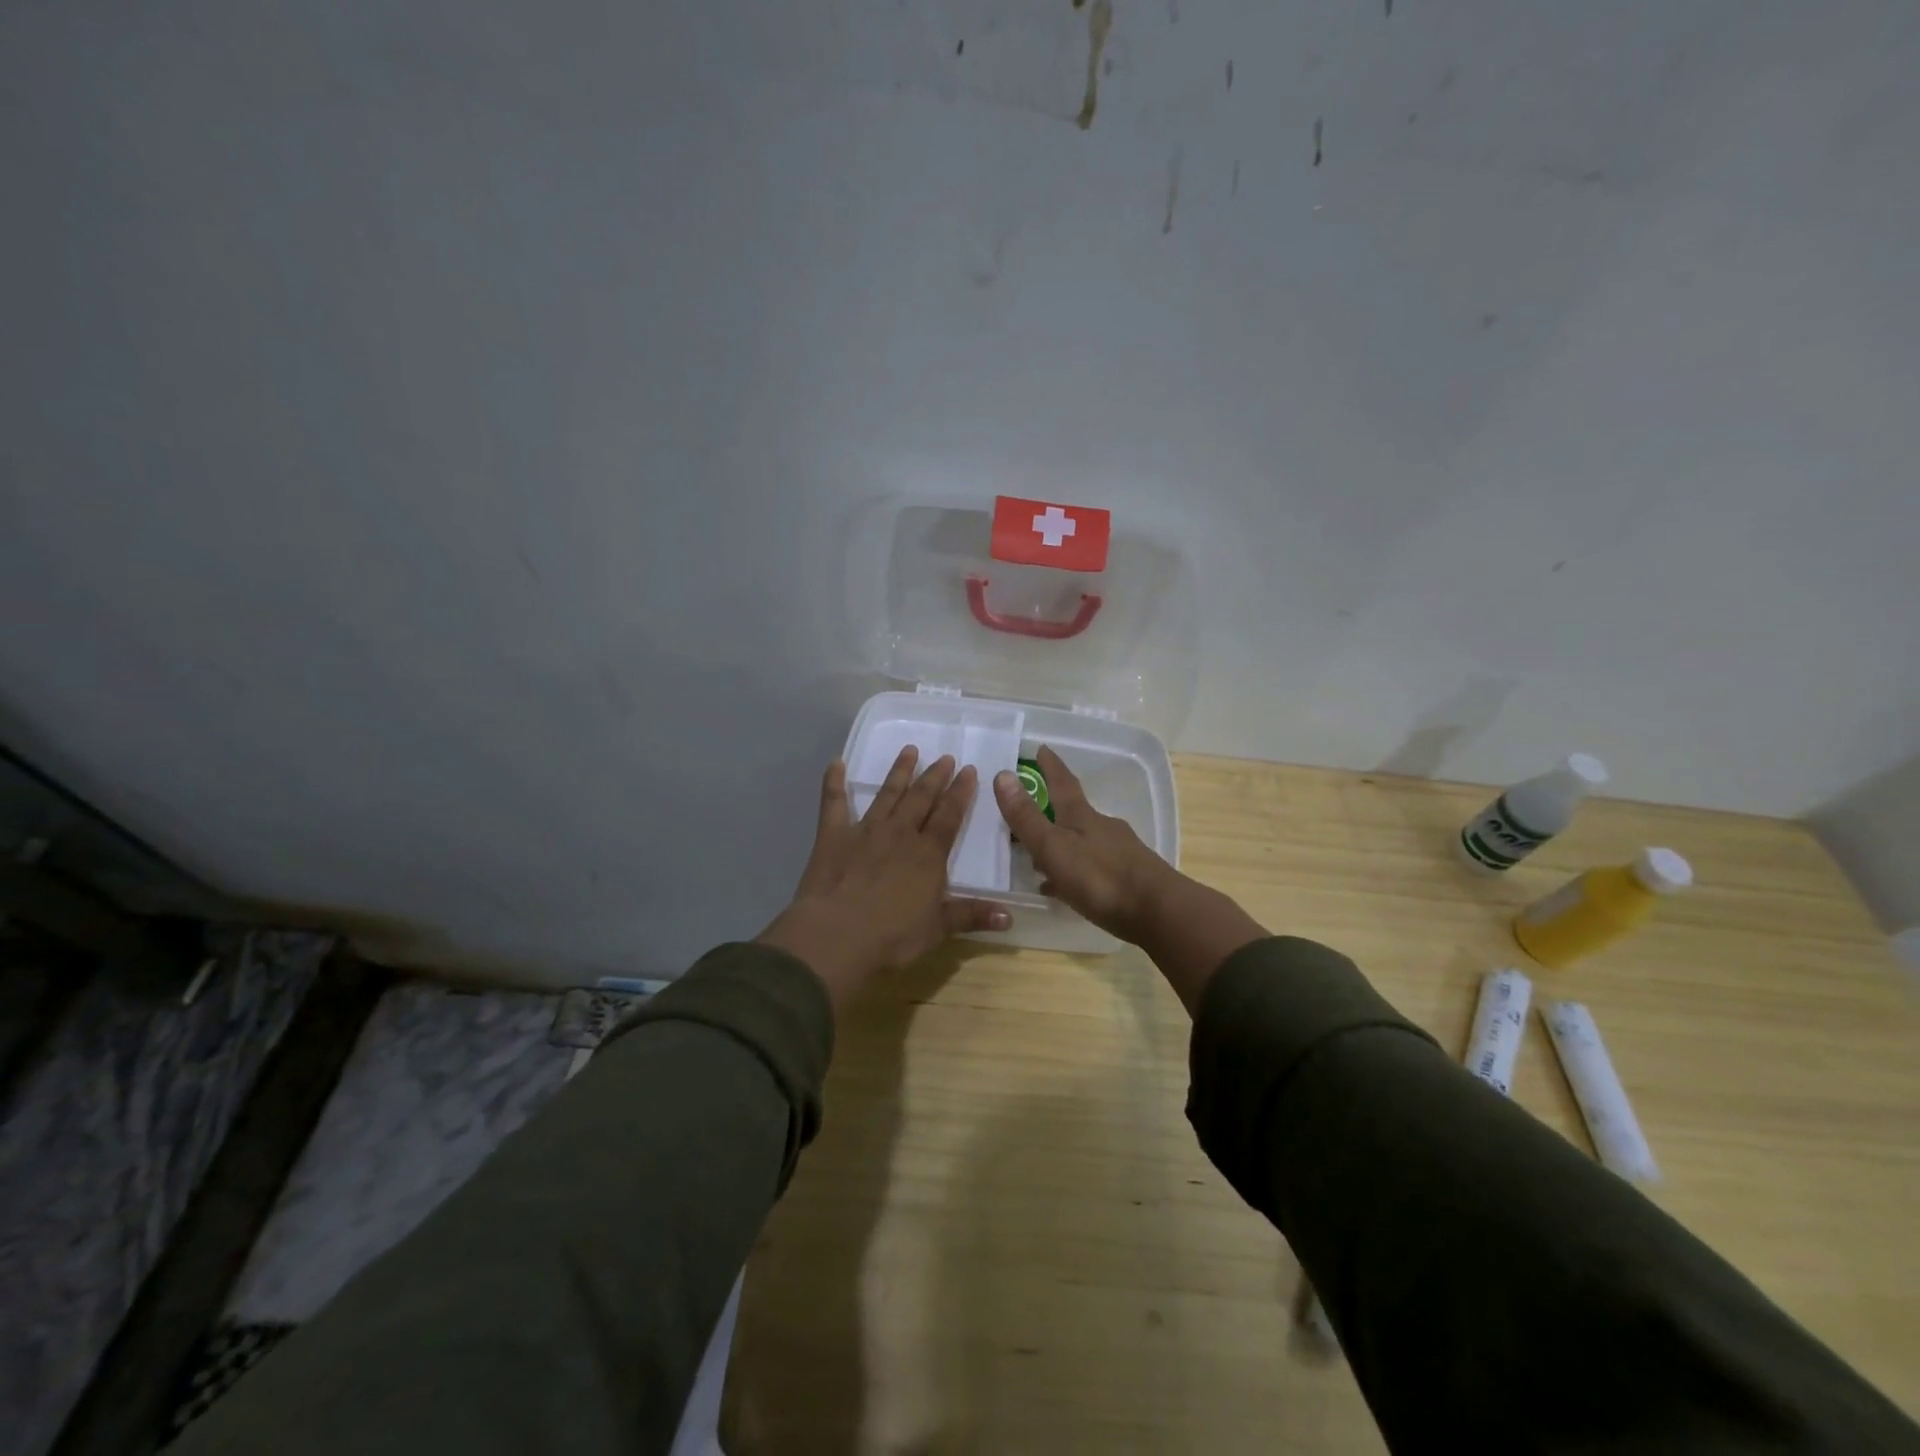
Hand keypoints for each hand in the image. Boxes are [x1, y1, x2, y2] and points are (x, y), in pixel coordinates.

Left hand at [759, 747, 1009, 1006]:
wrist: (837, 935)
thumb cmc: (892, 936)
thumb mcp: (938, 930)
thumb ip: (971, 916)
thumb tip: (1010, 917)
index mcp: (928, 854)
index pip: (949, 816)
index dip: (960, 793)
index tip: (969, 770)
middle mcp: (900, 834)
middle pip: (921, 799)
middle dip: (935, 777)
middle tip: (945, 757)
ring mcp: (865, 831)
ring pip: (887, 794)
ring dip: (899, 772)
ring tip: (909, 750)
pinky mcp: (833, 836)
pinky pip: (834, 803)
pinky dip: (834, 782)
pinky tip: (836, 763)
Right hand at [992, 745, 1175, 944]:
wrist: (1158, 912)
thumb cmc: (1100, 878)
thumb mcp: (1054, 848)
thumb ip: (1027, 817)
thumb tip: (1003, 774)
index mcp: (1083, 817)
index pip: (1063, 783)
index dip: (1051, 767)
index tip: (1042, 748)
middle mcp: (1103, 828)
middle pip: (1075, 813)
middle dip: (1055, 810)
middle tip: (1032, 812)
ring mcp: (1120, 853)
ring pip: (1084, 843)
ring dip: (1063, 846)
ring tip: (1041, 861)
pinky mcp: (1130, 879)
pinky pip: (1094, 869)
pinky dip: (1076, 873)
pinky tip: (1067, 889)